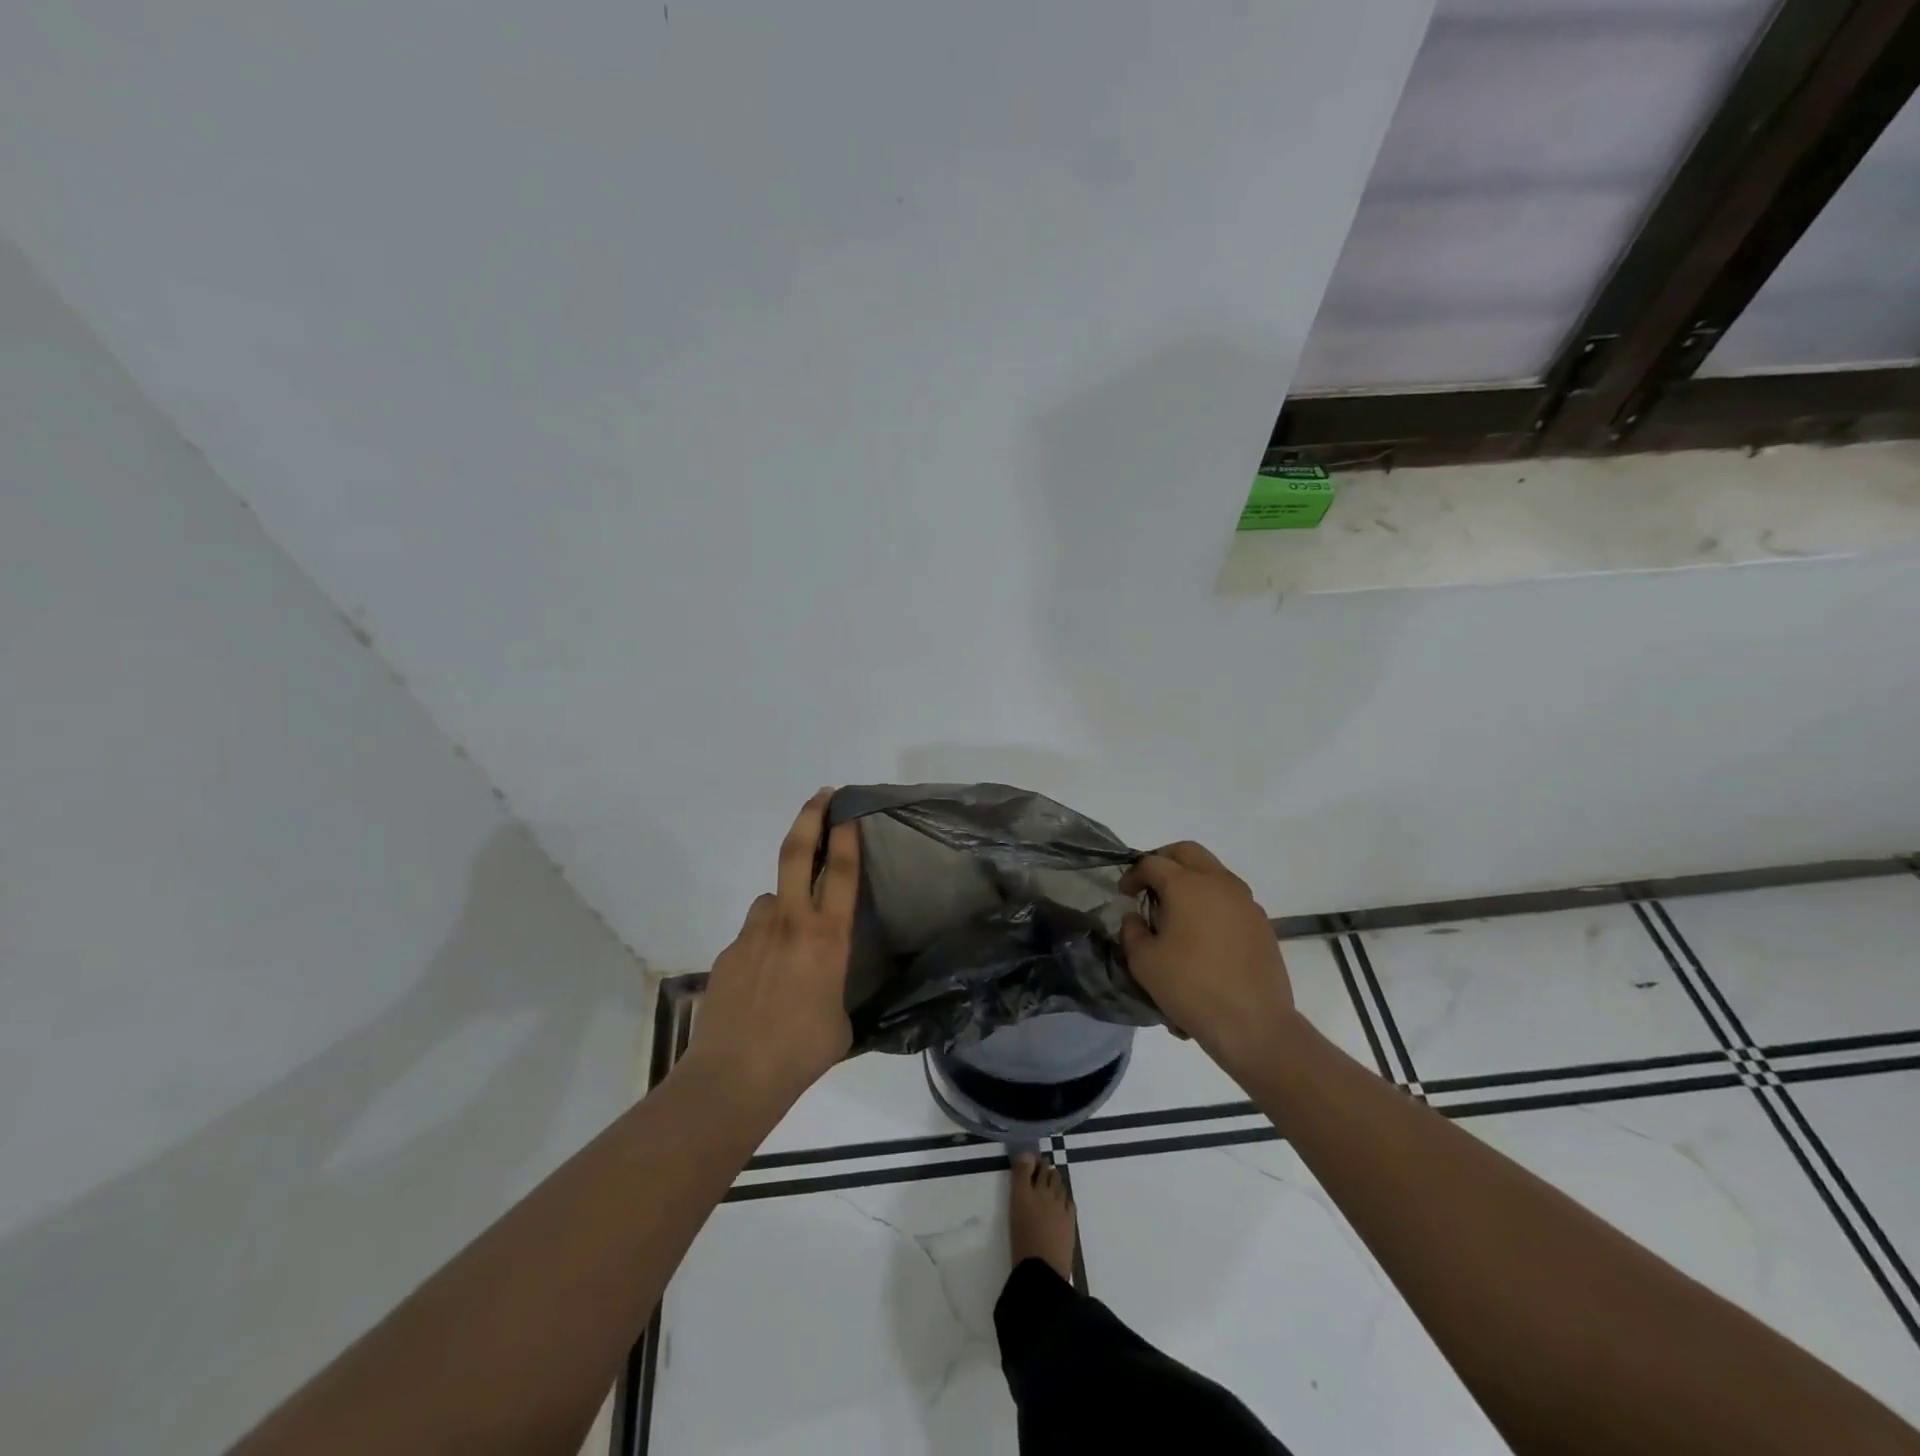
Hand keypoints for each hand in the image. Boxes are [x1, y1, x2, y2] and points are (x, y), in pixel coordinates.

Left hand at [680, 789, 860, 1108]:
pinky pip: (751, 936)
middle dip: (810, 817)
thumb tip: (827, 987)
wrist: (734, 1076)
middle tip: (821, 796)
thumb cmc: (801, 1052)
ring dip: (781, 907)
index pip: (841, 871)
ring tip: (787, 945)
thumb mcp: (841, 1022)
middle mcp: (790, 923)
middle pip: (797, 853)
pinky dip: (761, 945)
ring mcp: (753, 934)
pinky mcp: (728, 953)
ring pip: (770, 900)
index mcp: (827, 937)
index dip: (847, 834)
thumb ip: (837, 991)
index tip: (848, 809)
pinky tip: (760, 983)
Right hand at [1120, 841, 1295, 1073]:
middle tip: (1149, 884)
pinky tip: (1202, 934)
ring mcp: (1245, 902)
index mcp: (1187, 885)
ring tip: (1176, 910)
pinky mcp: (1261, 923)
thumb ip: (1132, 931)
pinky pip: (1230, 898)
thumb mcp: (1144, 962)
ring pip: (1213, 872)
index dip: (1133, 874)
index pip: (1152, 863)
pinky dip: (1211, 901)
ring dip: (1191, 879)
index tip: (1124, 894)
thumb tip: (1136, 918)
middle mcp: (1219, 883)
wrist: (1254, 1024)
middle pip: (1188, 852)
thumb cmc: (1191, 988)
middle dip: (1164, 860)